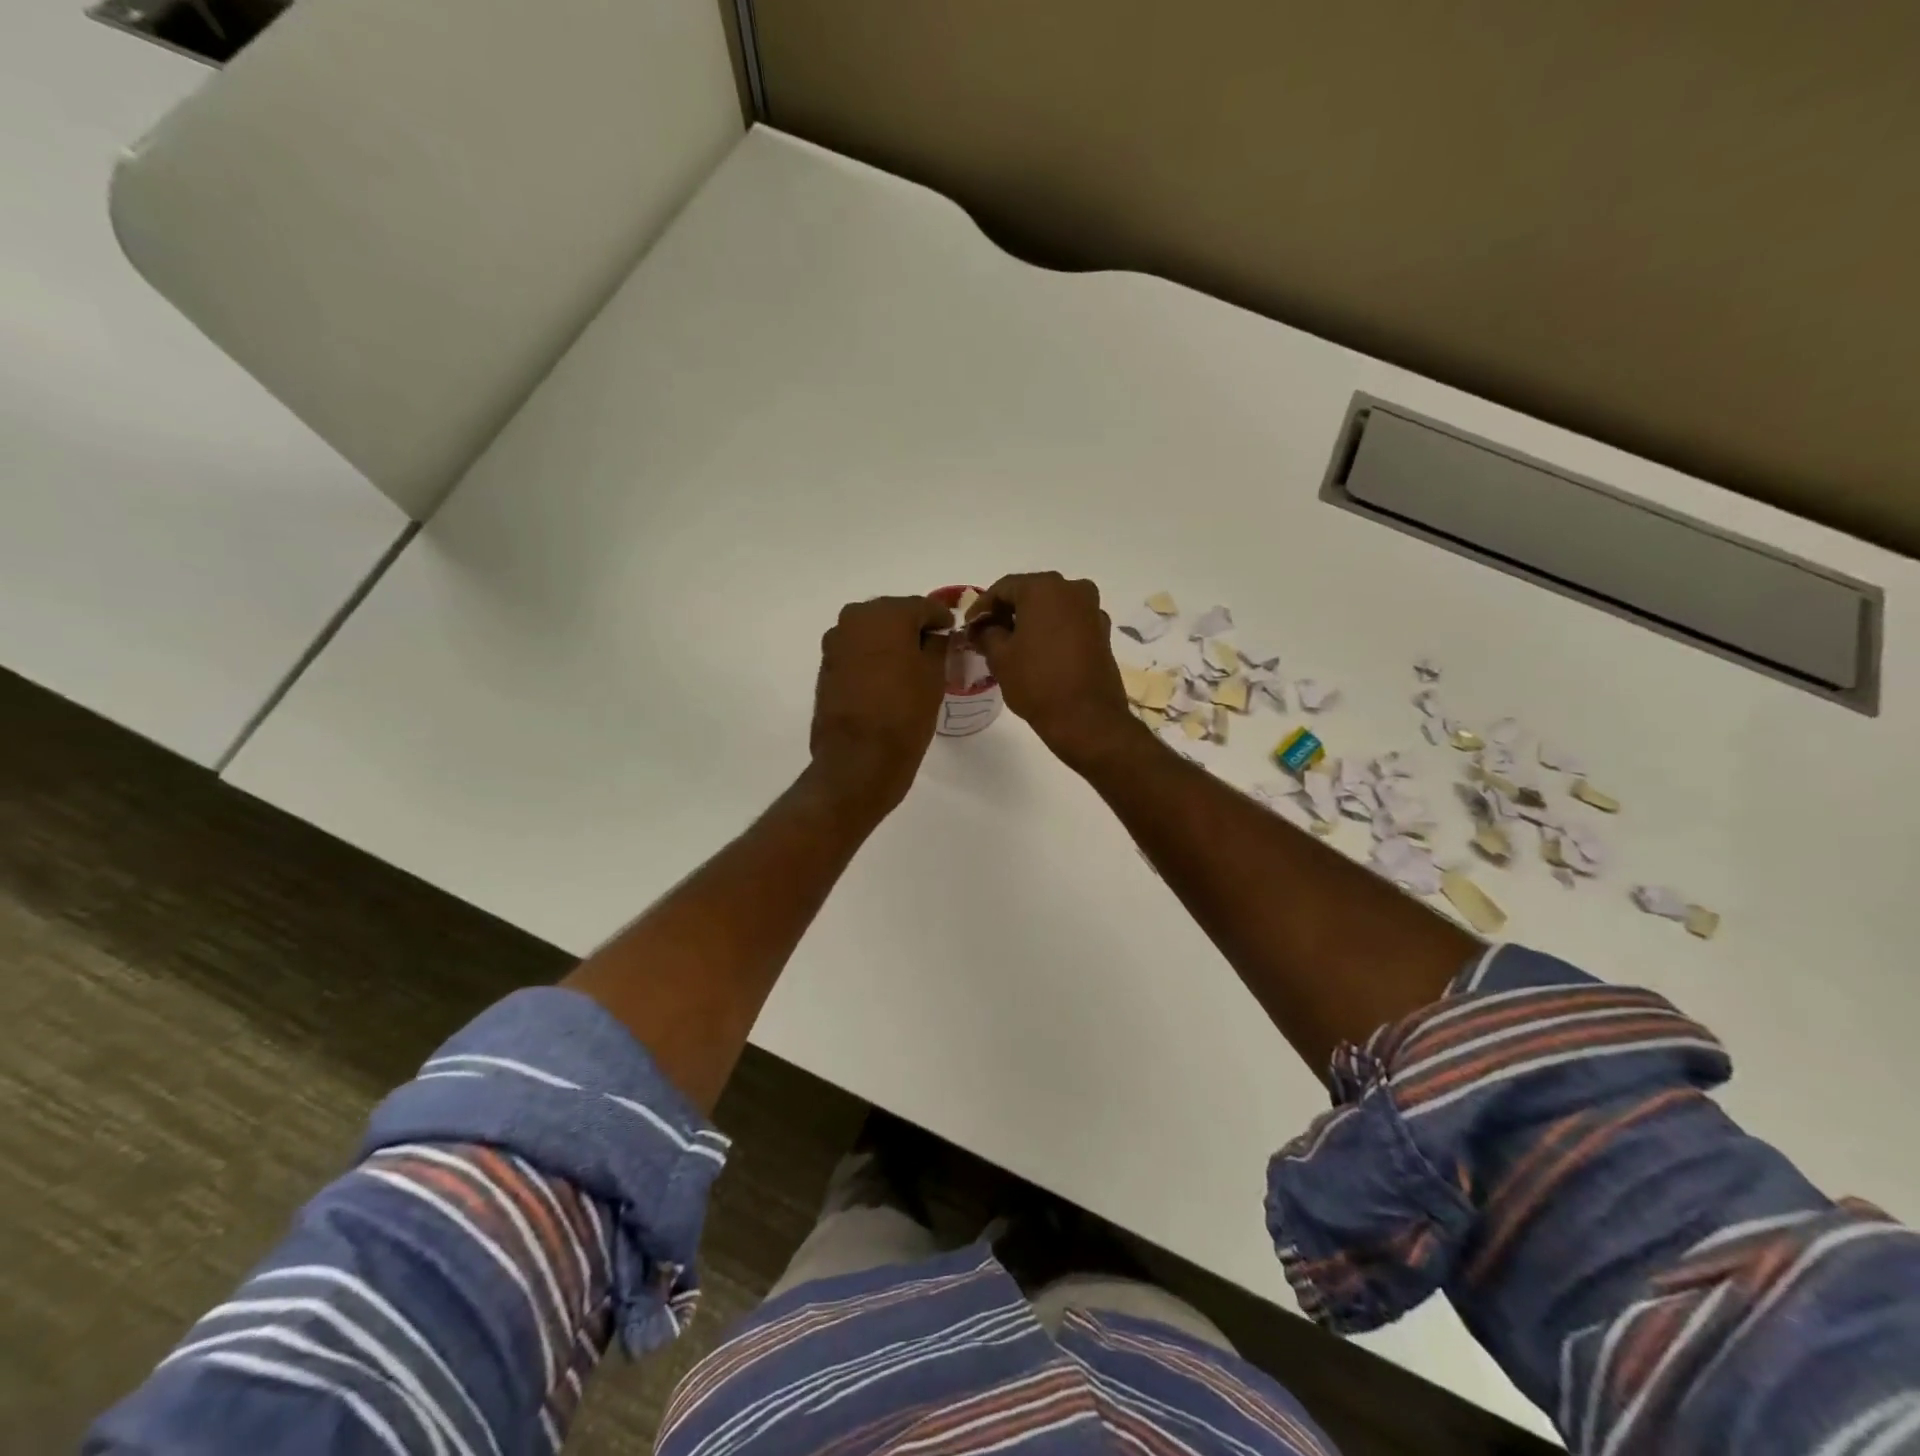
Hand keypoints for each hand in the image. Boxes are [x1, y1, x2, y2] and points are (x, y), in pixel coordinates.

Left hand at [809, 595, 950, 818]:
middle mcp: (855, 619)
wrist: (858, 759)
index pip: (922, 606)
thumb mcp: (934, 677)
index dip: (941, 619)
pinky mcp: (826, 667)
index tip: (952, 632)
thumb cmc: (904, 714)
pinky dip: (873, 658)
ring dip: (890, 643)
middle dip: (912, 628)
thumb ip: (937, 645)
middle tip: (933, 648)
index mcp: (886, 614)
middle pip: (893, 615)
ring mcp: (836, 643)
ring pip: (872, 633)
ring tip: (910, 666)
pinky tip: (887, 678)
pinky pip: (857, 652)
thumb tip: (935, 635)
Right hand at [966, 572, 1138, 771]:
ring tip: (1011, 645)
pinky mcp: (1103, 633)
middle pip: (1030, 593)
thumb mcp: (1000, 657)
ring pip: (1052, 608)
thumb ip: (986, 633)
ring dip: (1030, 621)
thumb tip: (981, 628)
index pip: (1003, 588)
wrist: (1086, 718)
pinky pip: (1069, 623)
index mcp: (1044, 588)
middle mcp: (1073, 589)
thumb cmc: (1037, 682)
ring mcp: (1092, 610)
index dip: (982, 607)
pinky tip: (1037, 652)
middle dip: (1007, 612)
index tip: (969, 627)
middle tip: (987, 634)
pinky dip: (1051, 631)